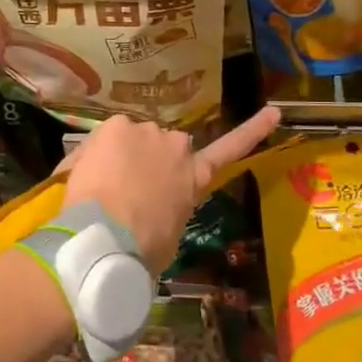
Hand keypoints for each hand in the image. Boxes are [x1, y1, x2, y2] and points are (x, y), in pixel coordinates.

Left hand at [62, 107, 280, 272]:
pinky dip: (95, 153)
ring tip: (102, 188)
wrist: (109, 239)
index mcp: (196, 177)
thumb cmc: (143, 248)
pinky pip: (105, 137)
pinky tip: (87, 176)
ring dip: (120, 155)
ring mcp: (146, 131)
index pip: (231, 149)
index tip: (274, 112)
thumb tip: (155, 211)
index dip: (253, 130)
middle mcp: (177, 146)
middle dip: (149, 159)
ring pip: (132, 138)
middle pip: (163, 146)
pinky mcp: (116, 126)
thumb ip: (169, 210)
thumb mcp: (170, 235)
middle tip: (128, 189)